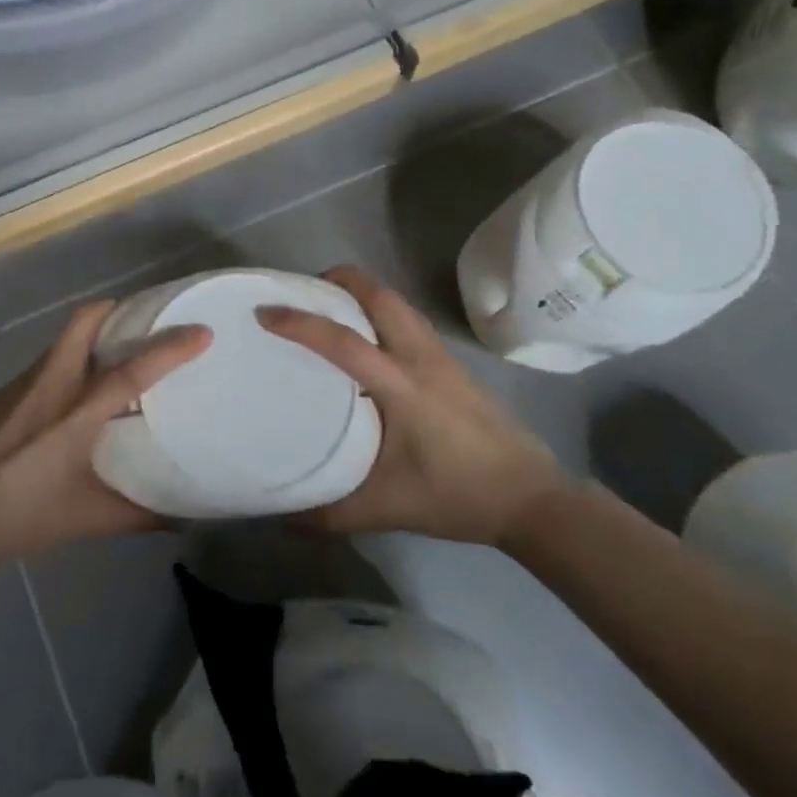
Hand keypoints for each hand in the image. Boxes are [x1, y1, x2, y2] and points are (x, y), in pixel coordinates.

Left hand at [0, 301, 210, 564]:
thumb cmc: (14, 515)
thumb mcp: (81, 520)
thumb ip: (134, 516)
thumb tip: (181, 518)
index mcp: (75, 413)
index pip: (131, 371)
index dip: (169, 349)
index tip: (201, 331)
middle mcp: (50, 384)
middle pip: (84, 322)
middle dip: (118, 310)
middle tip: (148, 321)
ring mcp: (22, 384)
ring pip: (65, 340)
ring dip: (96, 335)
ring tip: (122, 356)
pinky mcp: (3, 392)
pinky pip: (48, 362)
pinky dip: (72, 361)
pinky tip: (77, 395)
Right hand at [258, 265, 567, 545]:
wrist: (532, 498)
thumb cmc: (458, 496)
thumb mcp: (387, 509)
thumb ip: (330, 511)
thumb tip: (279, 516)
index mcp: (402, 387)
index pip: (344, 342)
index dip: (301, 323)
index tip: (265, 313)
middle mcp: (421, 358)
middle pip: (380, 295)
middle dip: (340, 281)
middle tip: (304, 291)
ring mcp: (440, 356)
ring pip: (397, 302)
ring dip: (362, 292)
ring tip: (330, 307)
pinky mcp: (452, 363)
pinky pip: (408, 318)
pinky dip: (380, 310)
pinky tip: (367, 337)